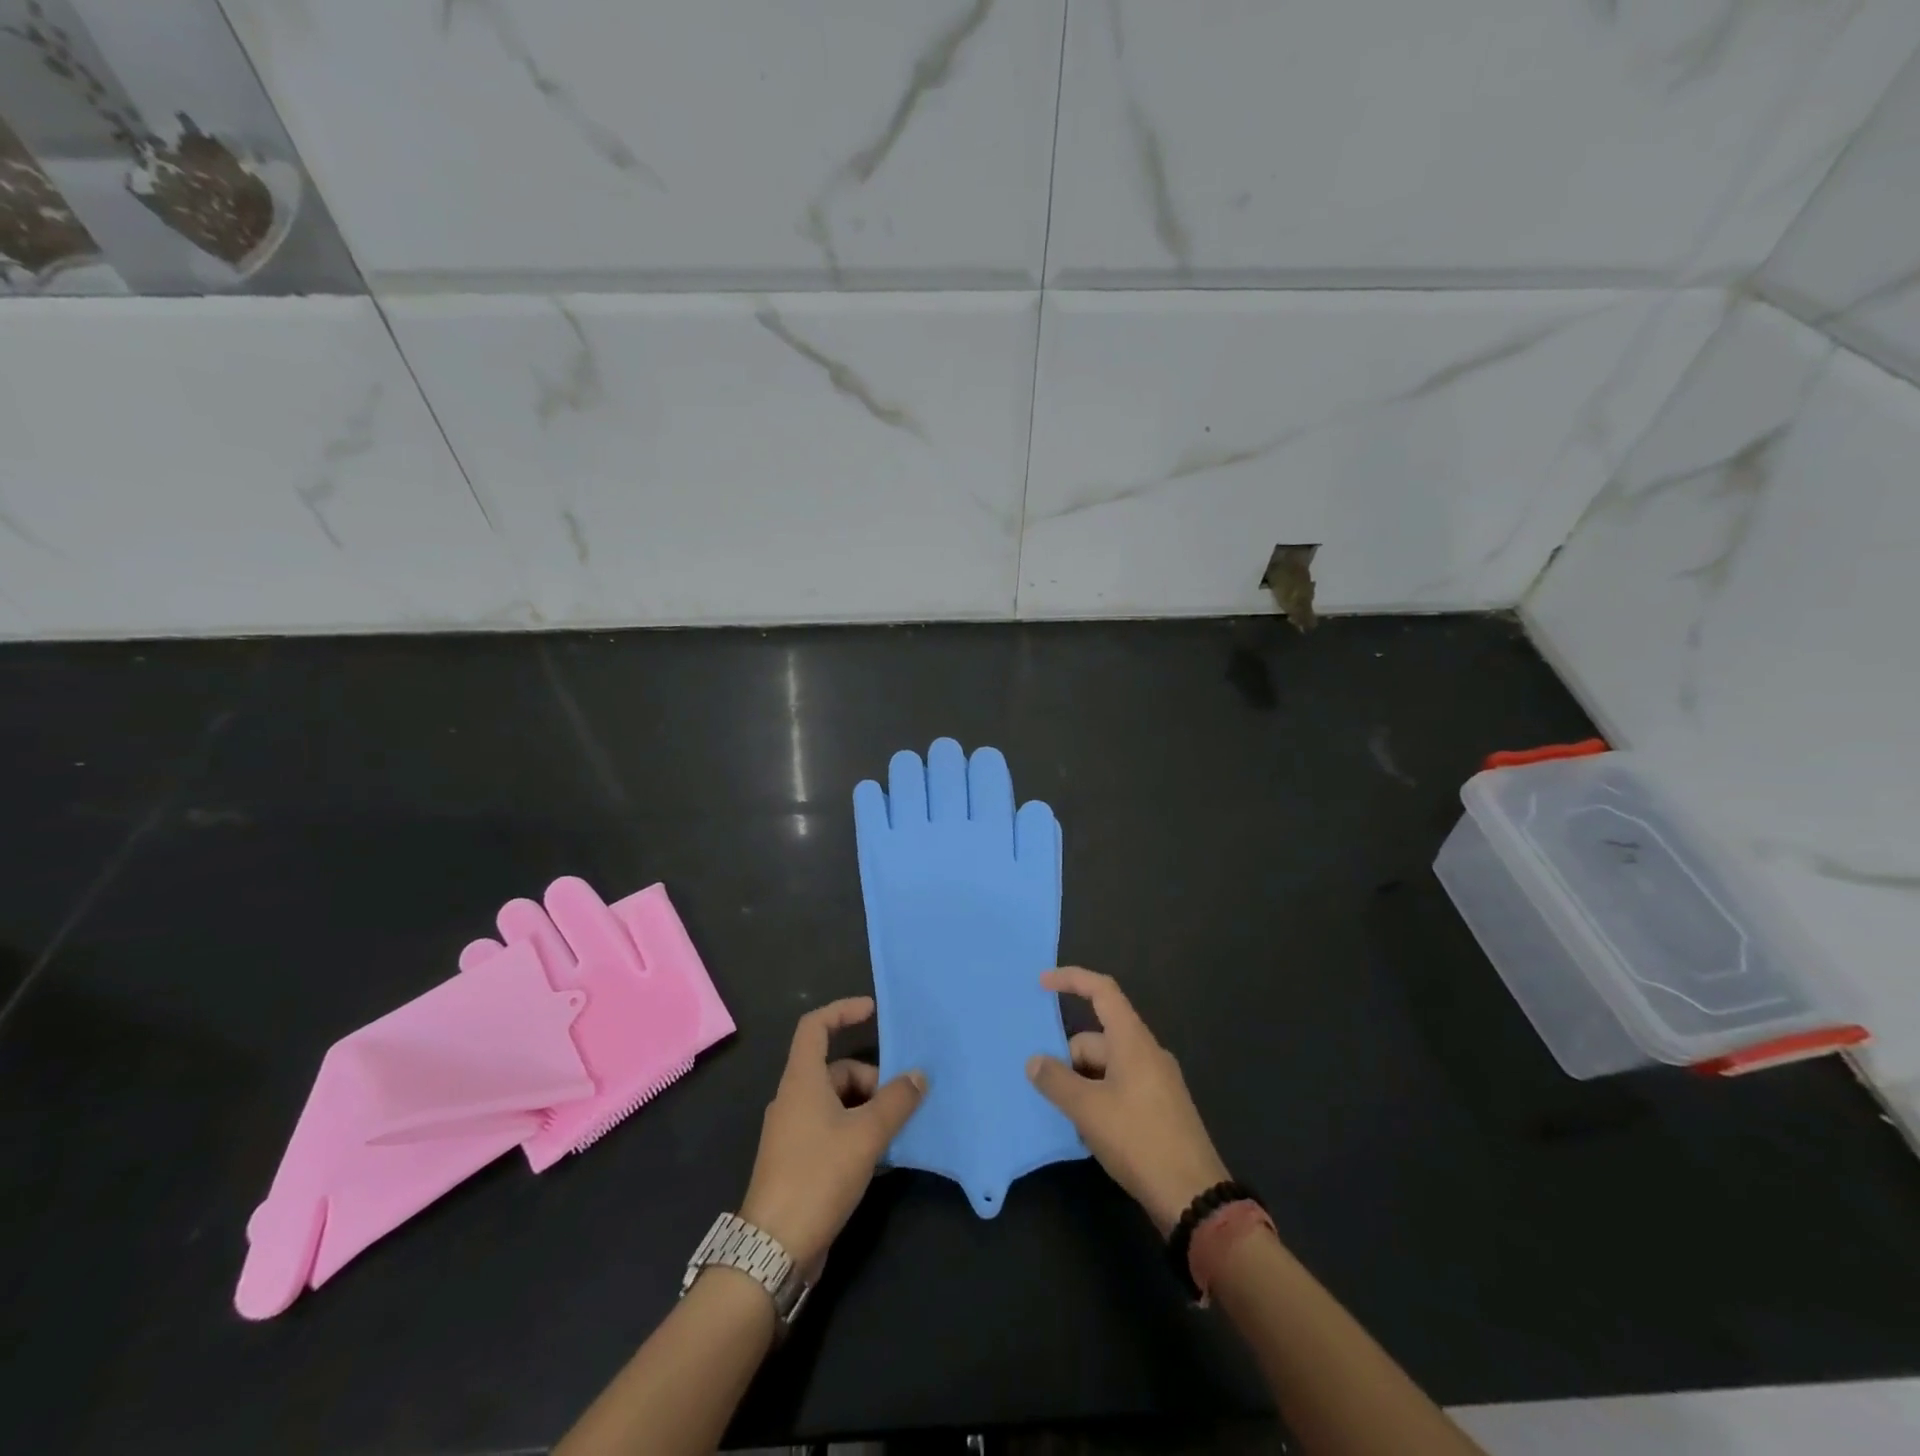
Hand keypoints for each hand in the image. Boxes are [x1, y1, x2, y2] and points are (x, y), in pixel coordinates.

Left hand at [739, 997, 926, 1274]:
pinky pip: (834, 1130)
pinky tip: (882, 1158)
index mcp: (802, 1081)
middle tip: (901, 1104)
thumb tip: (918, 1076)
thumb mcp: (866, 1134)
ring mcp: (795, 1132)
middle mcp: (794, 1099)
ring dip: (869, 1110)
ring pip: (838, 1103)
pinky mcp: (799, 1161)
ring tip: (897, 1133)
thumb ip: (896, 1101)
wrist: (774, 1249)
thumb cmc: (817, 1176)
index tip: (873, 1012)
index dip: (843, 1011)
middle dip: (872, 1080)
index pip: (815, 1026)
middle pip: (836, 1070)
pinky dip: (858, 1133)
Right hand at [1026, 968, 1230, 1234]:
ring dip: (1082, 1085)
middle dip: (1068, 1059)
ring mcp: (1157, 1081)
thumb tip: (1034, 1061)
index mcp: (1133, 1041)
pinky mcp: (1160, 1108)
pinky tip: (1089, 1133)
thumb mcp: (1088, 1110)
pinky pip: (1120, 1088)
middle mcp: (1147, 1053)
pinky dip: (1099, 1100)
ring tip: (1067, 1118)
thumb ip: (1056, 1081)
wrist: (1193, 1196)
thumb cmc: (1139, 1140)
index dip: (1071, 980)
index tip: (1041, 983)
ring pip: (1106, 1067)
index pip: (1102, 991)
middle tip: (1049, 1093)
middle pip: (1097, 1038)